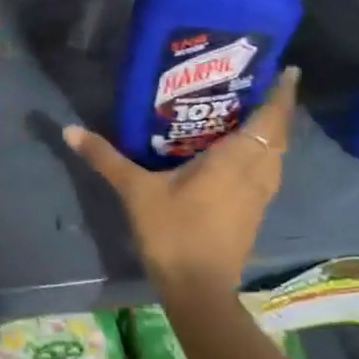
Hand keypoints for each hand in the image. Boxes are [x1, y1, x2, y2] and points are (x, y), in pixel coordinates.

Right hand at [65, 66, 298, 292]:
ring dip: (270, 134)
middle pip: (278, 136)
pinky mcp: (253, 215)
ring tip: (250, 114)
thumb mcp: (135, 191)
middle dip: (275, 110)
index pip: (271, 119)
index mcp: (236, 160)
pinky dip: (261, 156)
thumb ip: (106, 158)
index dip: (282, 94)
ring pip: (275, 157)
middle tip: (257, 85)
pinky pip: (265, 174)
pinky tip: (238, 155)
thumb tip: (70, 129)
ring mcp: (258, 198)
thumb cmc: (173, 232)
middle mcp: (256, 174)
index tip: (287, 69)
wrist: (197, 289)